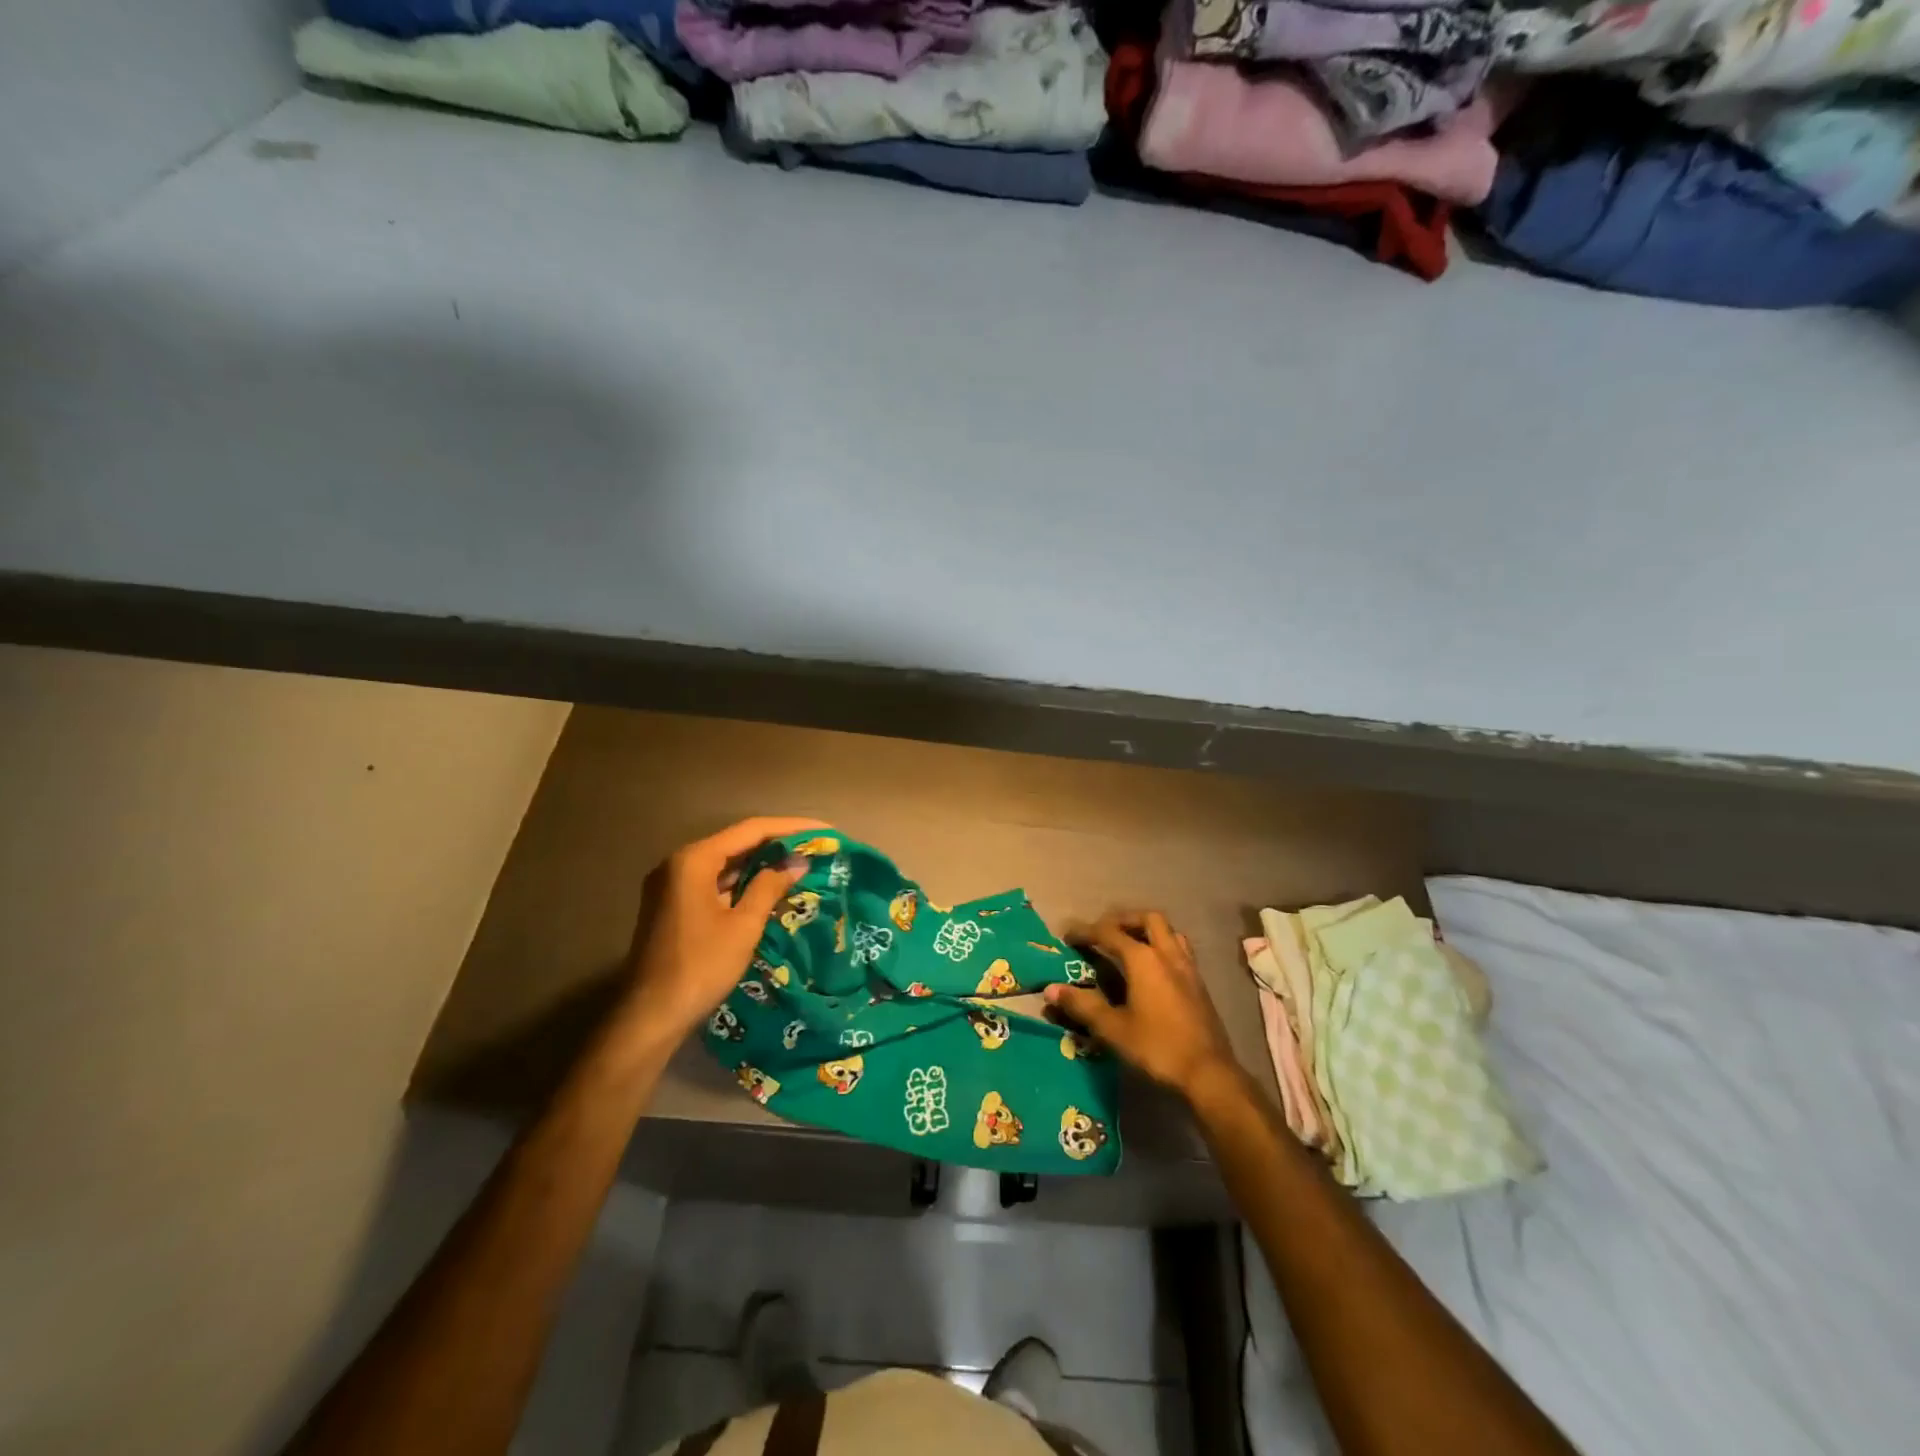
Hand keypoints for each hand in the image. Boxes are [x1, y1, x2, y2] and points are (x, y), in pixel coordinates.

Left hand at [620, 816, 829, 1045]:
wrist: (651, 1016)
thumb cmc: (700, 966)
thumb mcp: (743, 926)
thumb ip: (769, 888)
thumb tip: (797, 864)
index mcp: (694, 860)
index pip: (751, 830)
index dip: (791, 828)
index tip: (824, 831)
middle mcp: (678, 863)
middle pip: (736, 842)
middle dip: (777, 844)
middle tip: (814, 847)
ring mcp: (672, 884)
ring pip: (725, 863)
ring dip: (760, 863)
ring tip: (799, 864)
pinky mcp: (672, 905)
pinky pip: (713, 881)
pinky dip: (741, 882)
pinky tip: (768, 887)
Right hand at [1045, 911, 1239, 1101]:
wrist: (1209, 1074)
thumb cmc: (1156, 1047)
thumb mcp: (1113, 1029)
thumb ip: (1082, 1005)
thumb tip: (1051, 989)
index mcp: (1143, 959)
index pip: (1109, 933)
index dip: (1086, 932)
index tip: (1068, 935)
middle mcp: (1167, 954)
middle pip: (1147, 919)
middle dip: (1123, 919)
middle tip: (1104, 932)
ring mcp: (1188, 967)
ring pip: (1169, 931)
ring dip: (1148, 930)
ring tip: (1130, 944)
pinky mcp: (1199, 984)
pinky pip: (1180, 950)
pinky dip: (1162, 947)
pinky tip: (1153, 970)